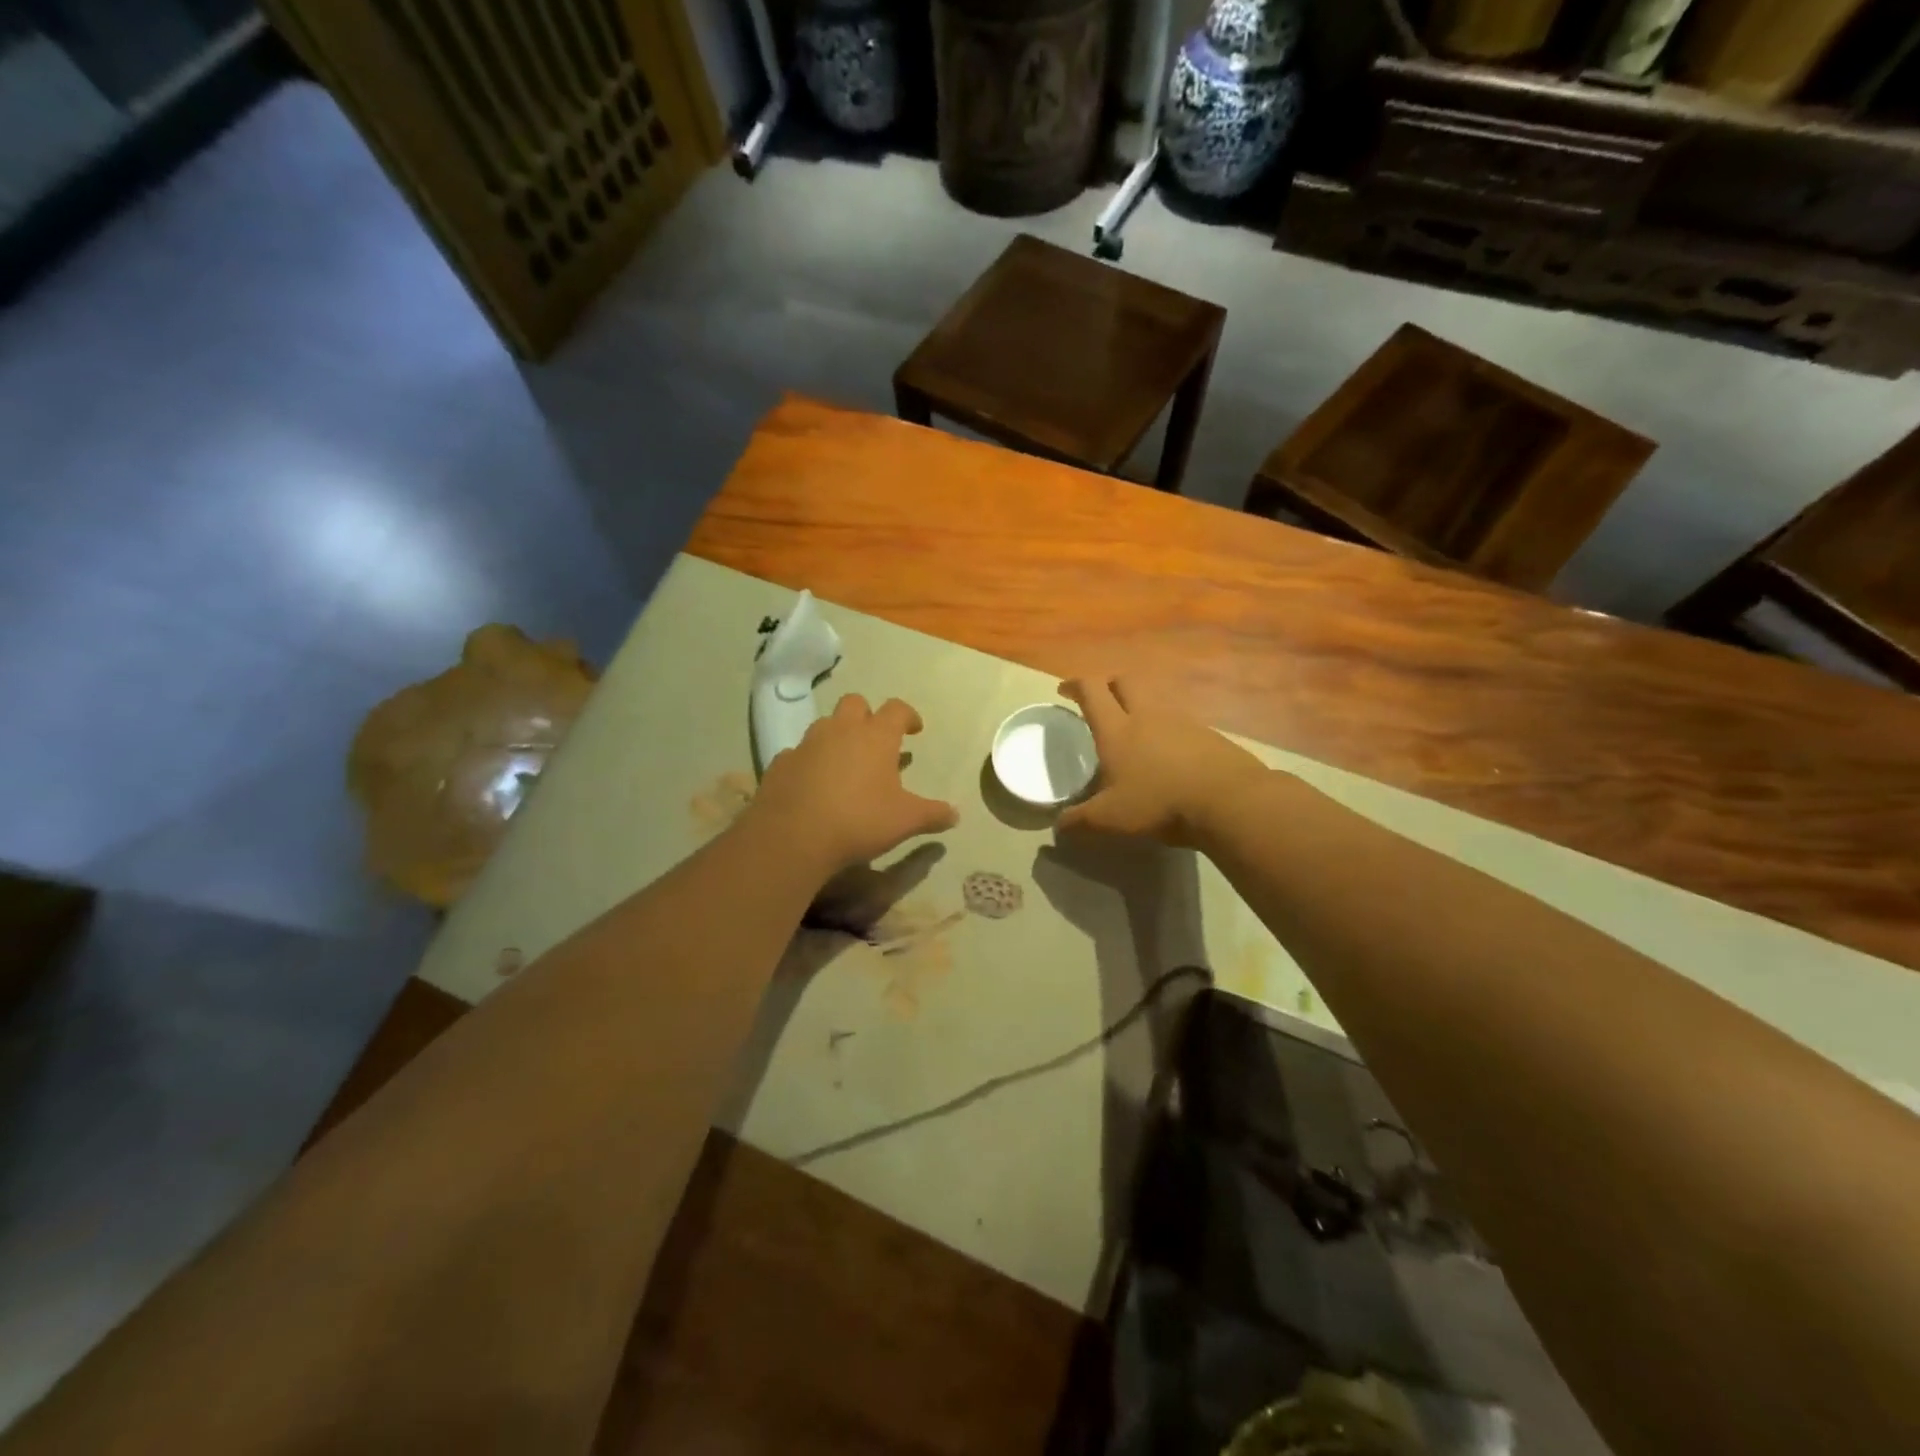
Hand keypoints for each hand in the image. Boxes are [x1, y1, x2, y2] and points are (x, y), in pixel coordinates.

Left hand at [748, 694, 958, 873]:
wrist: (793, 836)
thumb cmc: (859, 820)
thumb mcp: (905, 821)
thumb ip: (932, 814)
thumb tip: (955, 815)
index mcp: (875, 736)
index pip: (896, 709)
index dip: (908, 715)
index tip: (914, 729)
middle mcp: (840, 730)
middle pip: (855, 703)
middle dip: (868, 715)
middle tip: (876, 740)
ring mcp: (807, 744)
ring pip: (825, 725)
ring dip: (837, 736)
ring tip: (846, 763)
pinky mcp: (781, 763)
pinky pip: (799, 753)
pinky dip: (810, 761)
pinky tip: (814, 784)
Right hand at [1057, 678, 1267, 846]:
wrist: (1229, 801)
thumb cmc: (1159, 803)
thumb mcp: (1110, 819)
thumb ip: (1080, 821)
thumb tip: (1058, 826)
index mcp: (1117, 729)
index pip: (1092, 691)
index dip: (1075, 685)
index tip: (1065, 690)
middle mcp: (1147, 716)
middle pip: (1125, 682)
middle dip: (1109, 685)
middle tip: (1100, 702)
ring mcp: (1182, 722)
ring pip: (1154, 701)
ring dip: (1140, 707)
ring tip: (1135, 734)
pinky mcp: (1208, 735)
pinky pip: (1180, 723)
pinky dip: (1167, 730)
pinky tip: (1168, 756)